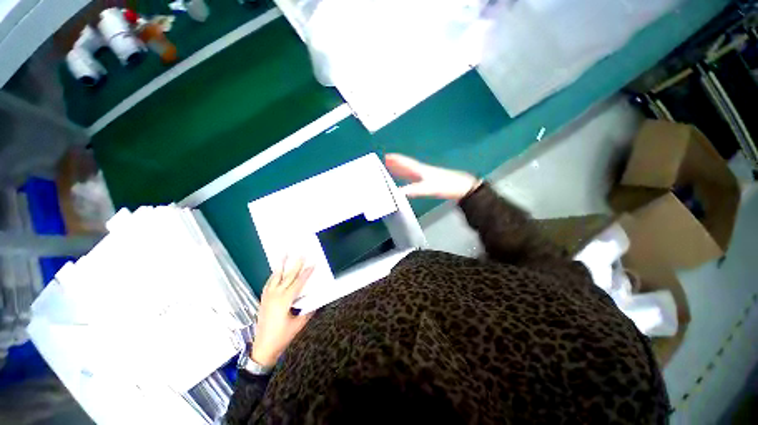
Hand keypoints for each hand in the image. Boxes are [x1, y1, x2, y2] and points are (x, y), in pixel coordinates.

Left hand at [251, 257, 314, 367]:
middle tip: (301, 254)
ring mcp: (267, 297)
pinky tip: (276, 271)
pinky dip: (274, 275)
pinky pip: (268, 283)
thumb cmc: (282, 337)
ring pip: (275, 277)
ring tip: (284, 254)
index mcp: (285, 301)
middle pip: (287, 276)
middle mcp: (275, 295)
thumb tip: (317, 298)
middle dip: (296, 264)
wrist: (263, 348)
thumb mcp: (299, 323)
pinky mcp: (263, 299)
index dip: (307, 273)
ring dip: (281, 265)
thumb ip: (308, 309)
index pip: (298, 283)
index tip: (313, 264)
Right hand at [385, 153, 480, 200]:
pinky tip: (405, 180)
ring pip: (409, 171)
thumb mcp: (430, 188)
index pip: (406, 163)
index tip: (386, 156)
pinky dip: (406, 177)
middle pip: (406, 165)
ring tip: (390, 168)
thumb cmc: (447, 186)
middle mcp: (421, 171)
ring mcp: (426, 176)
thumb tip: (399, 192)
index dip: (396, 160)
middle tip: (384, 161)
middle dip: (395, 163)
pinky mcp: (429, 181)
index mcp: (421, 170)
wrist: (463, 187)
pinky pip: (413, 177)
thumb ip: (415, 190)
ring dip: (400, 169)